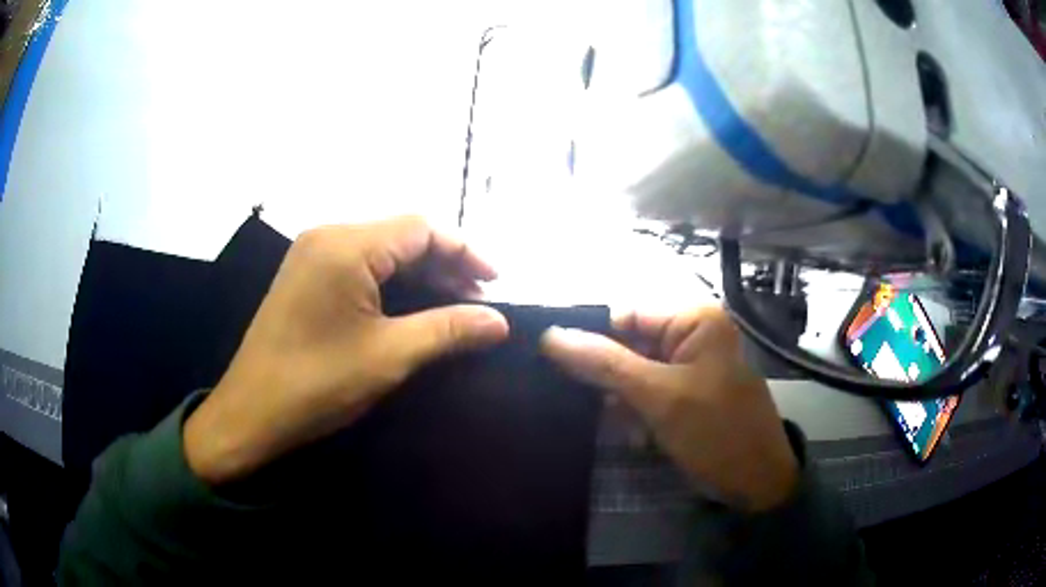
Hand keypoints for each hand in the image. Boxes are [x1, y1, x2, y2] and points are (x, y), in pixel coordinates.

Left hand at [184, 217, 509, 484]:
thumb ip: (448, 330)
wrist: (250, 413)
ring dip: (421, 275)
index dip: (465, 251)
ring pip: (382, 251)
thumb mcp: (389, 356)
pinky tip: (412, 308)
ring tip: (454, 307)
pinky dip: (392, 284)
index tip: (496, 283)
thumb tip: (499, 321)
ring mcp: (312, 255)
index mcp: (346, 245)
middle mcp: (328, 236)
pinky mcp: (306, 276)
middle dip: (445, 265)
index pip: (421, 228)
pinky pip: (360, 266)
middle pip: (401, 235)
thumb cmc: (316, 383)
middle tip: (478, 302)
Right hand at [541, 306, 798, 511]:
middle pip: (627, 343)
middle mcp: (689, 335)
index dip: (588, 334)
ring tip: (615, 421)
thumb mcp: (660, 395)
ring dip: (617, 398)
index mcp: (692, 319)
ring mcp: (685, 368)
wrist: (756, 482)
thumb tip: (549, 335)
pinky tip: (634, 435)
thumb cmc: (716, 430)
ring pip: (631, 372)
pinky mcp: (681, 395)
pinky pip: (643, 394)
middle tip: (570, 396)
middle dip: (604, 374)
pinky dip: (632, 412)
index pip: (624, 314)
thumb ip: (605, 363)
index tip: (547, 358)